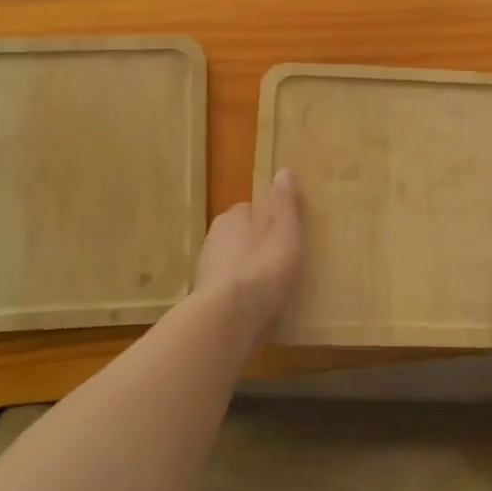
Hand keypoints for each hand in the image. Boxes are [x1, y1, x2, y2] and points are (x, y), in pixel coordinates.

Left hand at [194, 168, 303, 338]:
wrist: (228, 319)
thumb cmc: (263, 267)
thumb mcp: (285, 230)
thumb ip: (285, 203)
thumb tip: (284, 171)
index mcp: (230, 218)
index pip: (250, 211)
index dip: (269, 221)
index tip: (285, 234)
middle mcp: (213, 240)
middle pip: (240, 238)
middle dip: (256, 247)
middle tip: (282, 262)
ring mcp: (206, 272)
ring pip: (233, 265)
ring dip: (248, 273)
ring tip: (273, 289)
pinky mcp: (206, 301)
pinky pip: (229, 292)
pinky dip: (241, 297)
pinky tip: (258, 309)